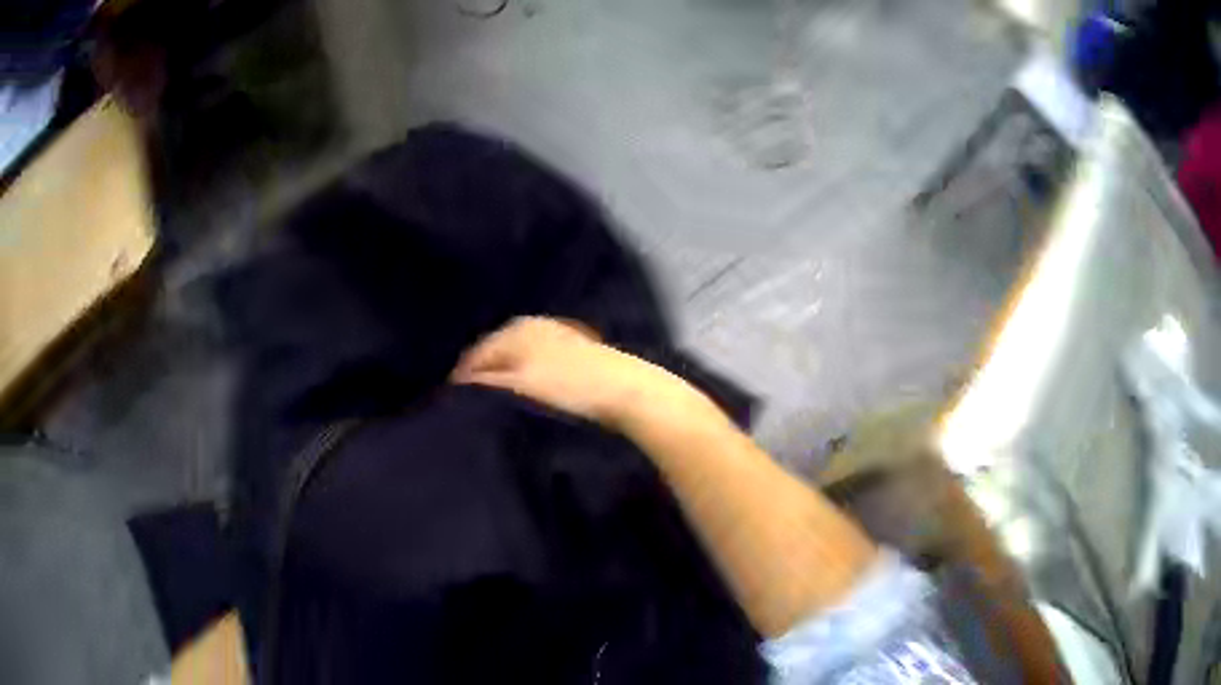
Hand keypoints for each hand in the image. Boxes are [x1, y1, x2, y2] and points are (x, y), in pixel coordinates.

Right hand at [450, 316, 689, 426]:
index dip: (460, 379)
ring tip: (498, 404)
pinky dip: (526, 376)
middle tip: (472, 405)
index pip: (474, 353)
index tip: (452, 404)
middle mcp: (534, 324)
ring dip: (505, 376)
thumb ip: (484, 383)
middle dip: (482, 375)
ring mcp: (557, 334)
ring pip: (517, 357)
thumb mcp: (518, 386)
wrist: (629, 392)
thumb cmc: (568, 387)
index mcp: (515, 328)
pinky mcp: (576, 350)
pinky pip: (537, 362)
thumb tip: (457, 385)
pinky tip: (530, 394)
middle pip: (496, 352)